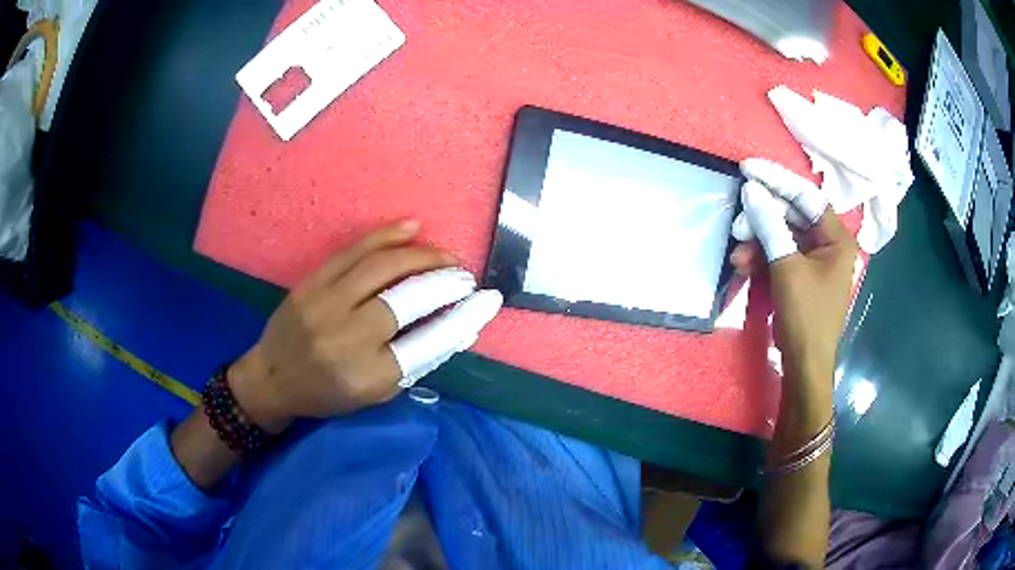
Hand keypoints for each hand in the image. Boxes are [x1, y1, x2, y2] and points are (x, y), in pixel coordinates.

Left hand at [227, 221, 502, 431]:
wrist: (272, 378)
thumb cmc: (327, 394)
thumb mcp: (375, 394)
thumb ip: (415, 361)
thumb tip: (457, 327)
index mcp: (367, 376)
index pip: (428, 342)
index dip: (463, 317)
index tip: (487, 300)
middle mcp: (346, 338)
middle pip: (407, 299)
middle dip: (444, 281)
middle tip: (465, 276)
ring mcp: (324, 304)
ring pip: (382, 266)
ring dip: (422, 256)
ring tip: (445, 256)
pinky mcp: (311, 283)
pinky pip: (353, 251)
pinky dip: (386, 235)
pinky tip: (412, 228)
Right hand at [730, 159, 856, 376]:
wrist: (804, 365)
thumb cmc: (805, 316)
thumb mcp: (787, 268)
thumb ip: (770, 226)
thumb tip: (752, 191)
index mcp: (837, 238)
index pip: (807, 196)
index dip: (778, 180)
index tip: (748, 170)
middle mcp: (829, 243)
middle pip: (792, 216)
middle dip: (763, 220)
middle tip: (737, 225)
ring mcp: (815, 260)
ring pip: (782, 236)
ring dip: (758, 242)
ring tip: (737, 256)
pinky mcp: (801, 274)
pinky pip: (780, 254)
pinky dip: (762, 258)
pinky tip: (744, 266)